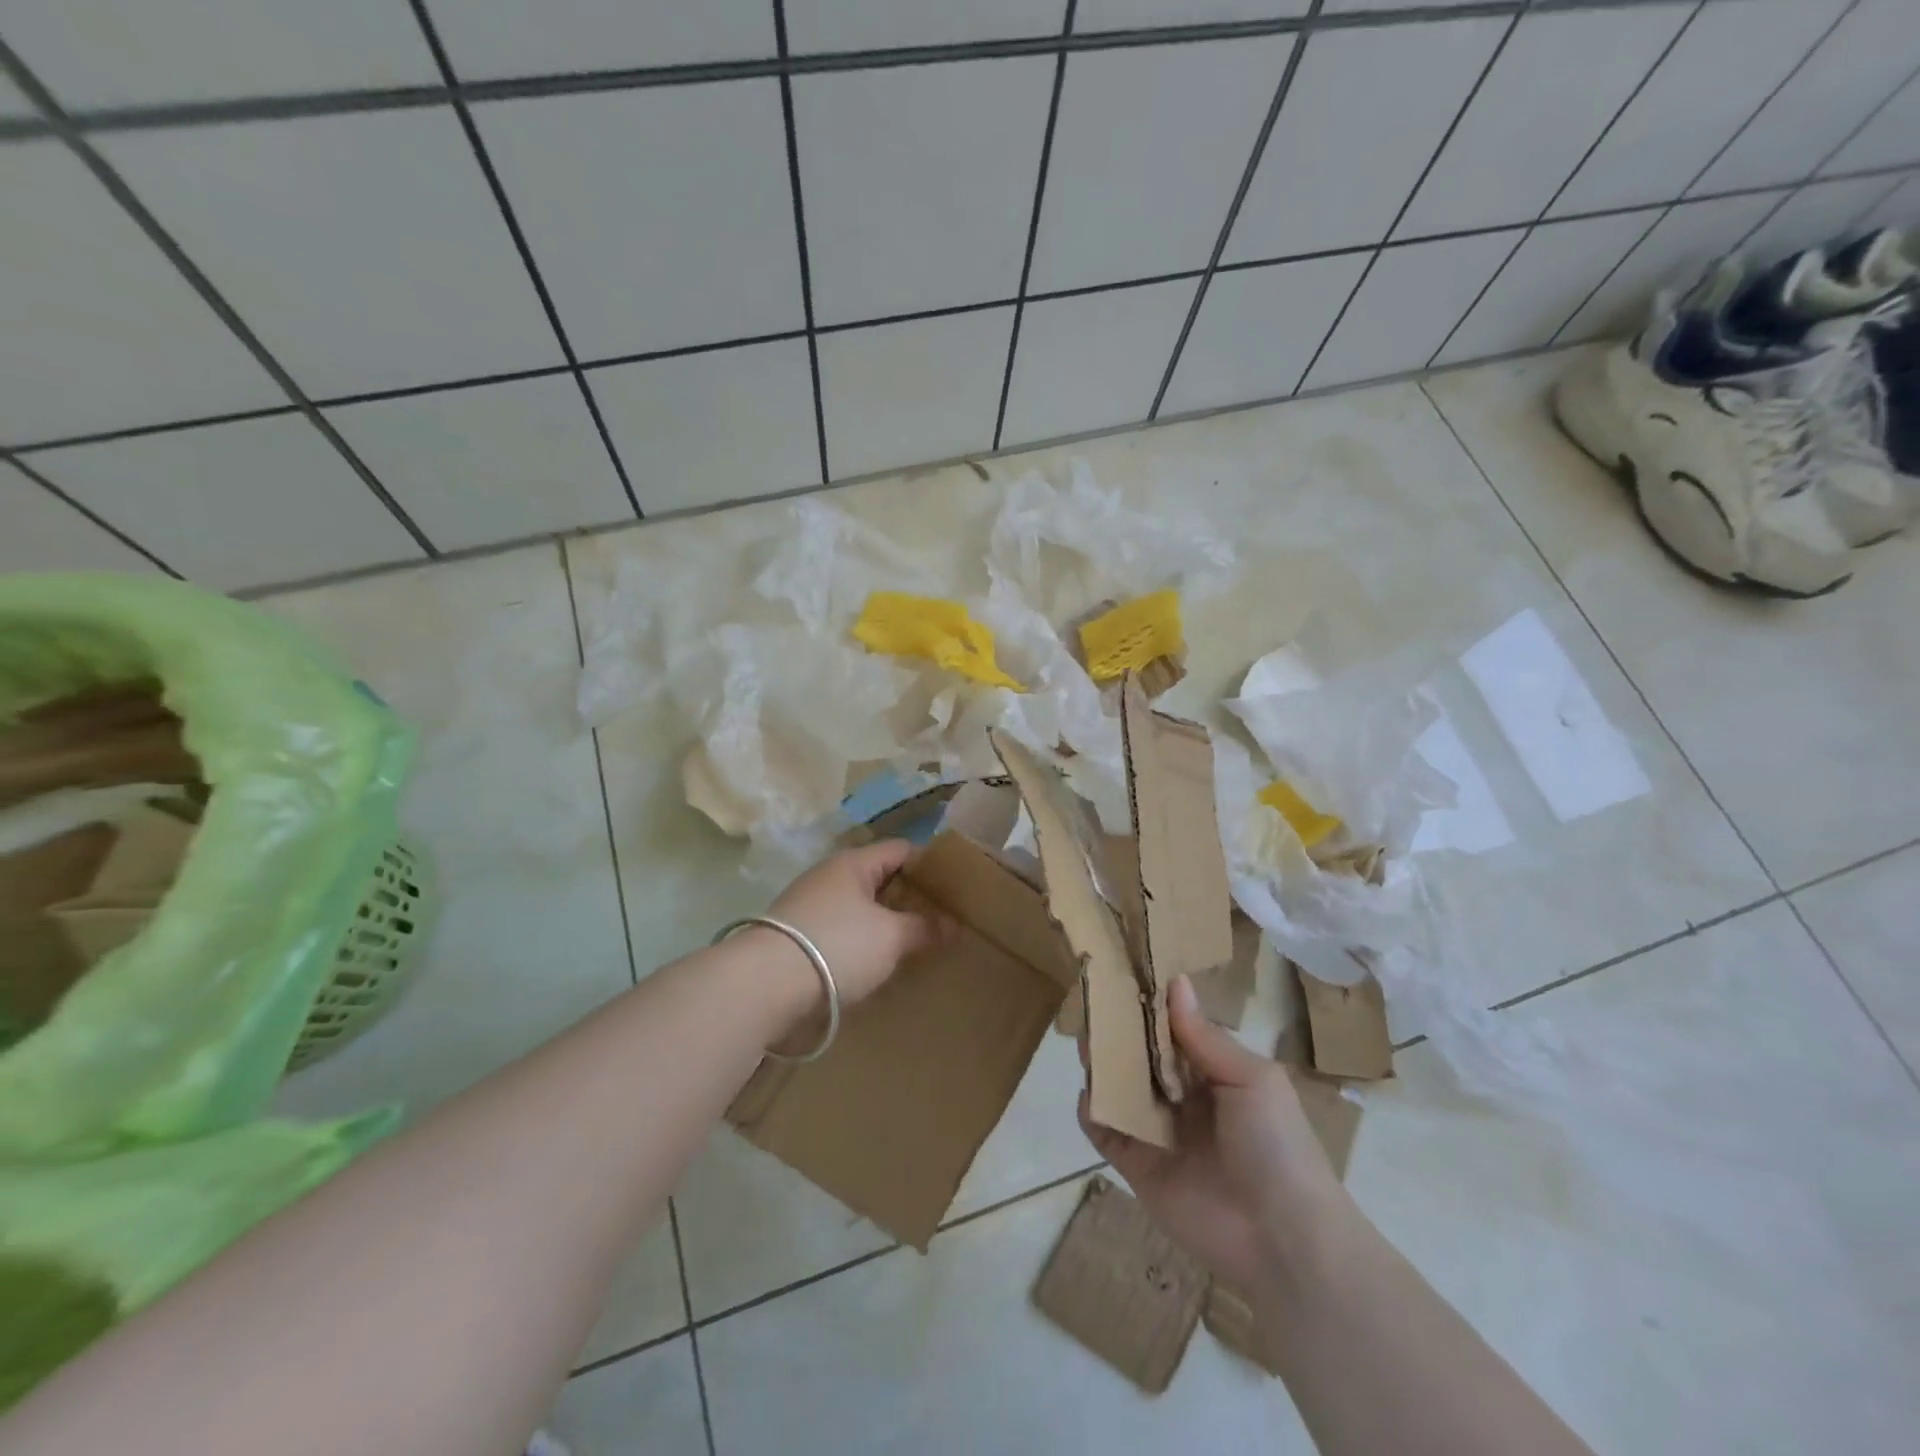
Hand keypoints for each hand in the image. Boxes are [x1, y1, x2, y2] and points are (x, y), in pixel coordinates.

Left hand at [764, 838, 941, 1010]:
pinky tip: (875, 960)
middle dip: (909, 896)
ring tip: (913, 942)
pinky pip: (840, 928)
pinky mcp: (795, 934)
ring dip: (884, 920)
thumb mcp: (891, 937)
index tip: (954, 888)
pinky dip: (861, 939)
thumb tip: (954, 924)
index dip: (930, 865)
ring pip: (859, 905)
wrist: (764, 984)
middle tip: (939, 918)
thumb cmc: (837, 946)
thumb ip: (925, 928)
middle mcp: (829, 875)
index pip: (901, 849)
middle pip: (879, 877)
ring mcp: (809, 904)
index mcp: (854, 862)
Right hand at [1079, 976, 1353, 1293]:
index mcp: (1214, 1074)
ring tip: (1086, 1043)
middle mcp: (1183, 1098)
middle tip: (1095, 1007)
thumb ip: (1205, 1036)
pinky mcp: (1137, 1166)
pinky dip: (1092, 1111)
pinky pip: (1106, 1131)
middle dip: (1119, 1034)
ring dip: (1102, 1066)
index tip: (1122, 976)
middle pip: (1141, 1057)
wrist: (1283, 1239)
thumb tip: (1176, 981)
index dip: (1150, 1008)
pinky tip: (1089, 1094)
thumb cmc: (1277, 1146)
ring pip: (1120, 1089)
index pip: (1173, 1032)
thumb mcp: (1251, 1079)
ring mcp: (1158, 1132)